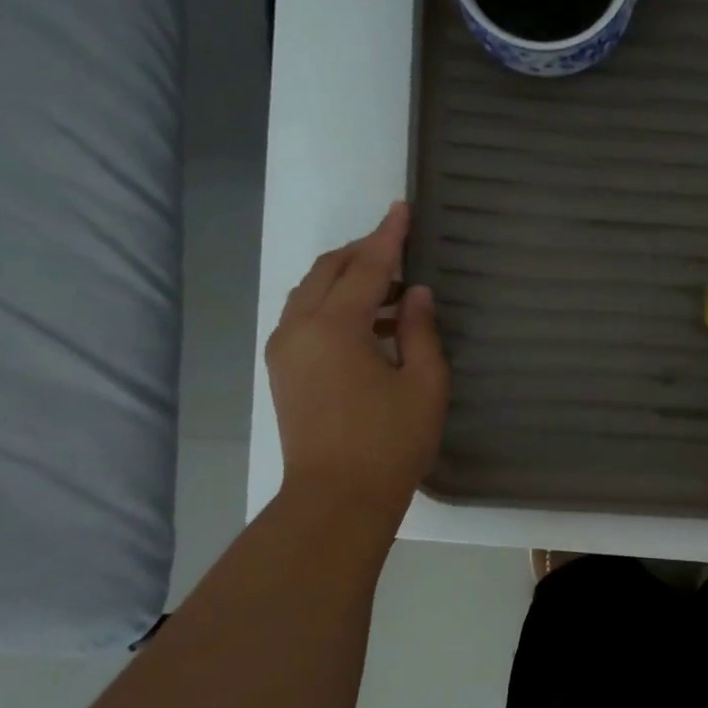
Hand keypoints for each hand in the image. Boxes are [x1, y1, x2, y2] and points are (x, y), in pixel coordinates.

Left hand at [266, 203, 447, 510]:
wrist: (337, 500)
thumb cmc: (390, 443)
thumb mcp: (424, 384)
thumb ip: (420, 330)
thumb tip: (416, 294)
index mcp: (335, 326)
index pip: (366, 266)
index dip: (389, 236)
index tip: (402, 208)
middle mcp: (299, 328)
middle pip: (328, 270)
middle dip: (362, 252)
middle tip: (398, 246)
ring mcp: (284, 350)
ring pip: (310, 293)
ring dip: (346, 280)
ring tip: (390, 291)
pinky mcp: (283, 372)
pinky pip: (304, 318)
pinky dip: (333, 306)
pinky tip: (366, 325)